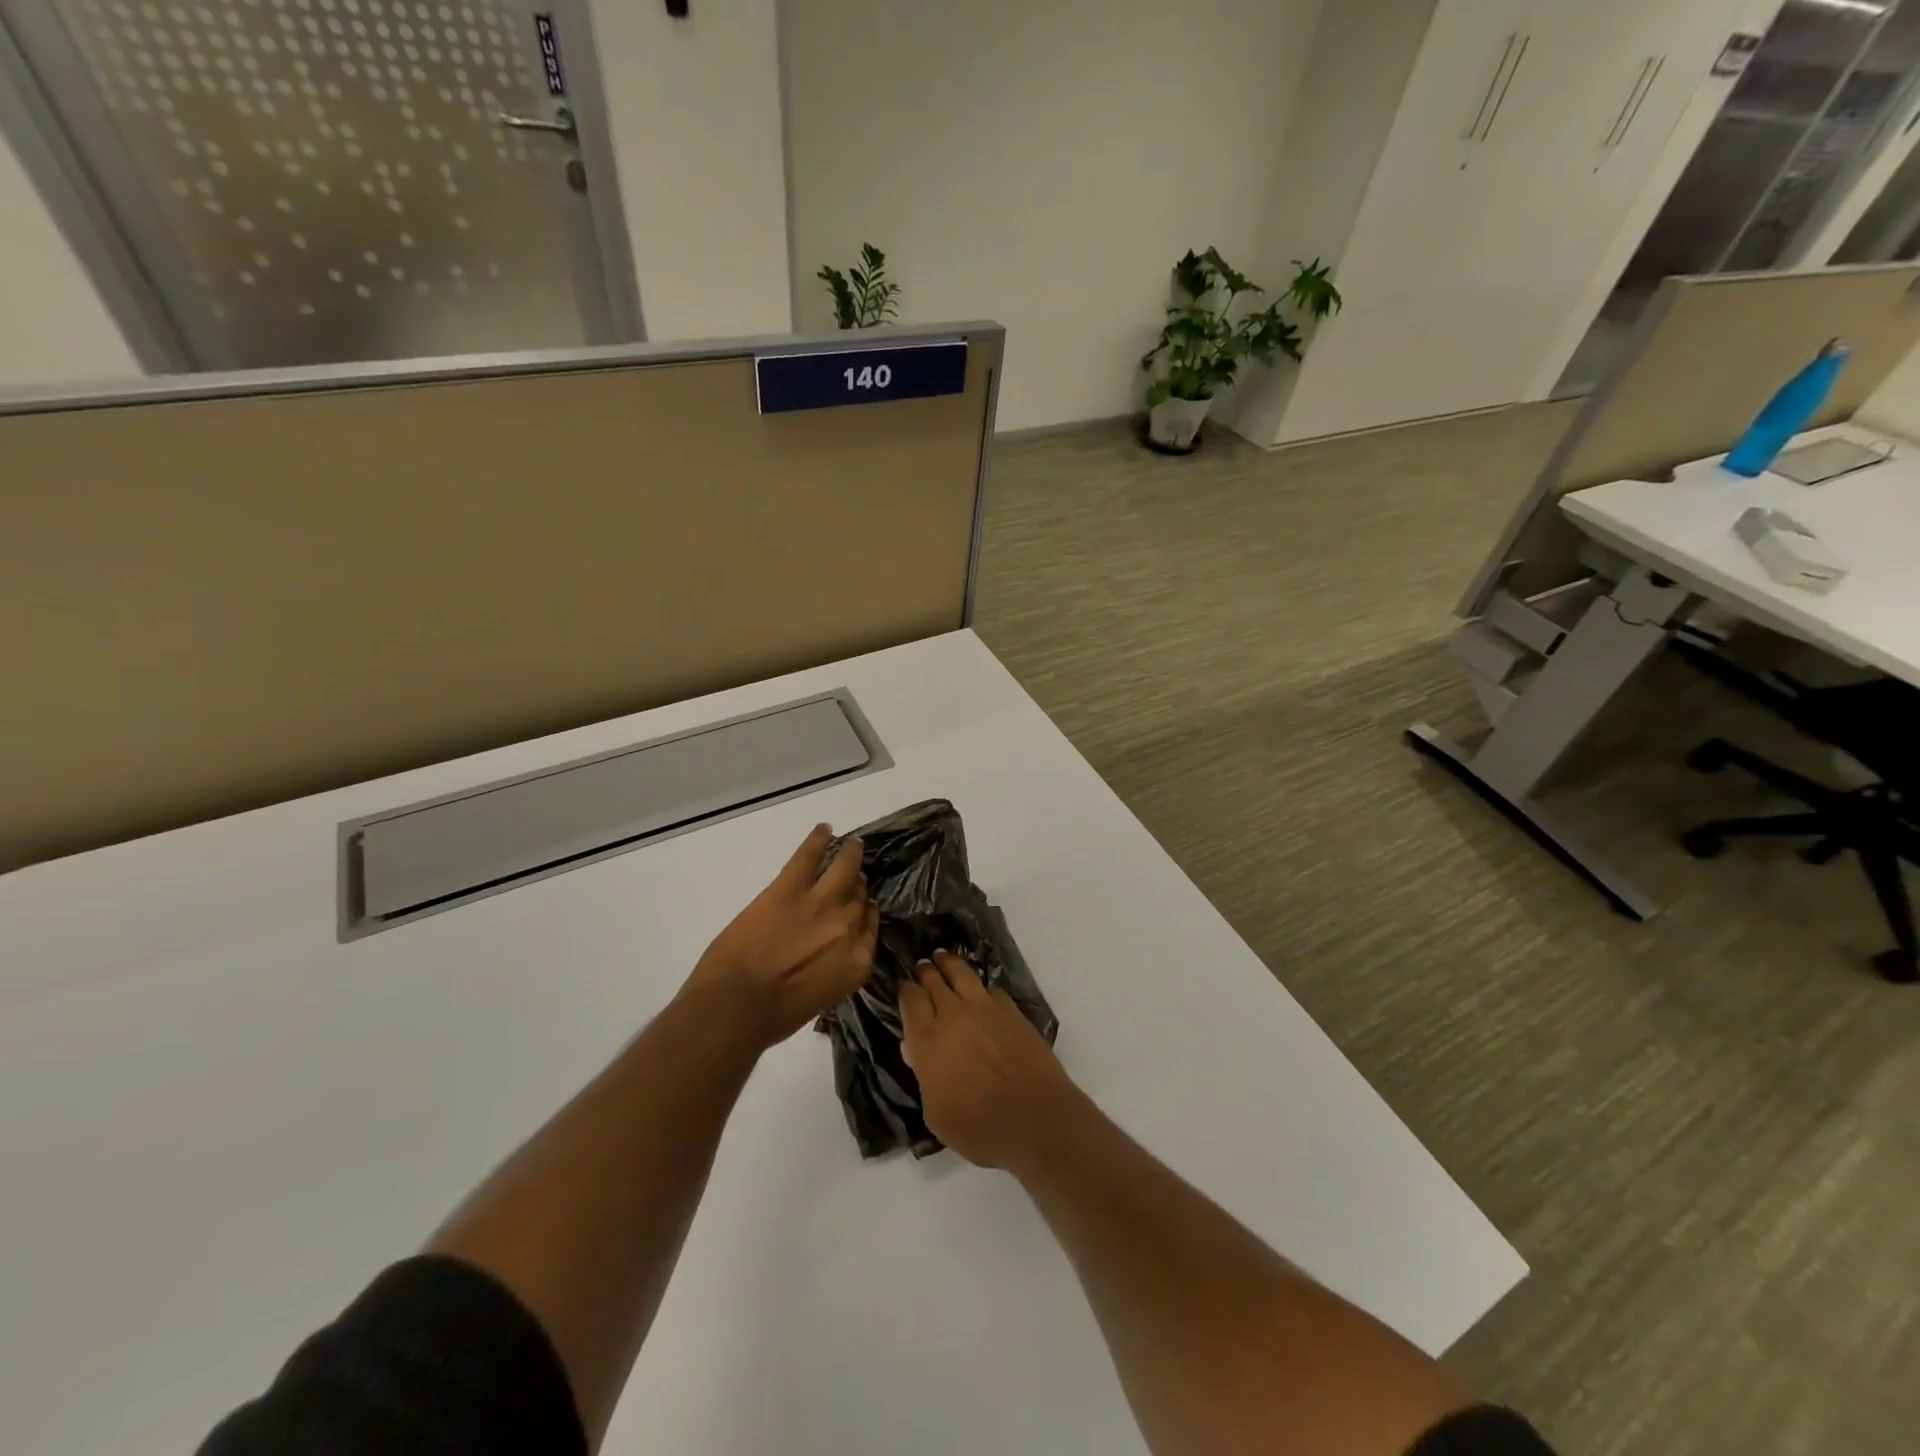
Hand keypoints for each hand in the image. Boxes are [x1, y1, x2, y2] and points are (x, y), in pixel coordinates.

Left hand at [682, 824, 878, 1050]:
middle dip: (856, 888)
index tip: (861, 907)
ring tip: (852, 846)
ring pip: (844, 870)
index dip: (864, 914)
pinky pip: (809, 856)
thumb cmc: (773, 1017)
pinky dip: (817, 840)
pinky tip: (824, 829)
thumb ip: (832, 970)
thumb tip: (826, 954)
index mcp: (857, 961)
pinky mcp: (791, 887)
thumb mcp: (820, 998)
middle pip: (859, 897)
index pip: (869, 927)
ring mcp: (822, 903)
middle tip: (853, 879)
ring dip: (850, 856)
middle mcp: (848, 927)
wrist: (736, 1006)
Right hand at [900, 951, 1076, 1169]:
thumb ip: (924, 1078)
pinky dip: (980, 986)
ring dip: (949, 964)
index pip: (910, 1000)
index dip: (905, 990)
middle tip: (922, 967)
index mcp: (928, 1039)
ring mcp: (985, 1008)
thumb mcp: (936, 1115)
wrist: (1036, 1119)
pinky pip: (990, 989)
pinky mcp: (1012, 1011)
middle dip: (925, 972)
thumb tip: (918, 1053)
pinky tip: (980, 990)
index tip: (904, 987)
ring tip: (943, 958)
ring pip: (962, 973)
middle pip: (934, 981)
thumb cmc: (979, 1127)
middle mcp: (954, 1014)